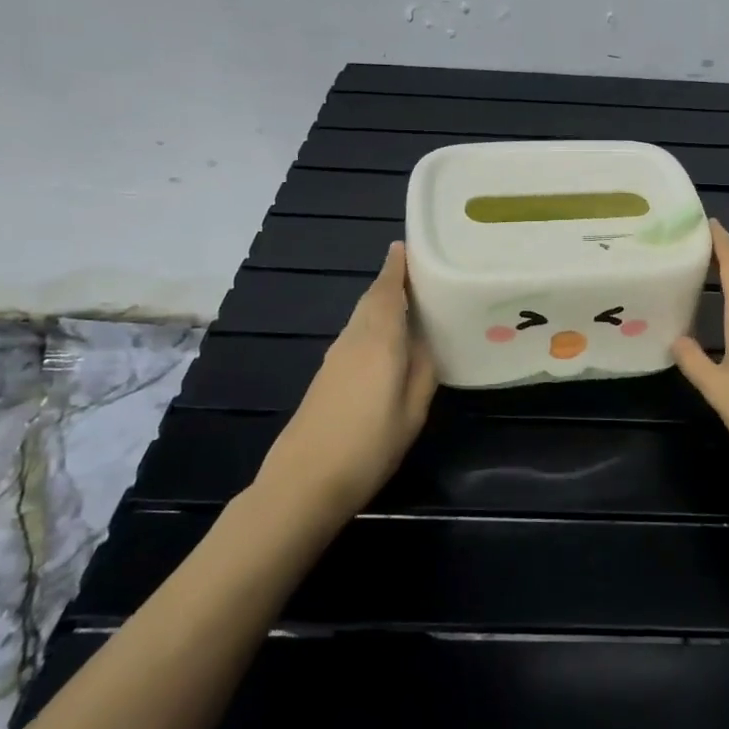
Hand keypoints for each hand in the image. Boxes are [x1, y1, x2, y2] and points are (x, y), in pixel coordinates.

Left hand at [255, 242, 437, 515]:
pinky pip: (356, 335)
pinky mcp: (326, 376)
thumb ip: (423, 370)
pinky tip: (388, 339)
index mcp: (378, 340)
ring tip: (411, 301)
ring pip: (362, 317)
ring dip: (383, 302)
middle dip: (392, 281)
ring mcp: (335, 357)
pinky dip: (373, 324)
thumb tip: (425, 341)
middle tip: (420, 272)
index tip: (408, 245)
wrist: (303, 482)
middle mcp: (353, 339)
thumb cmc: (368, 445)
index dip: (397, 267)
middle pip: (372, 299)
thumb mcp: (412, 410)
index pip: (387, 290)